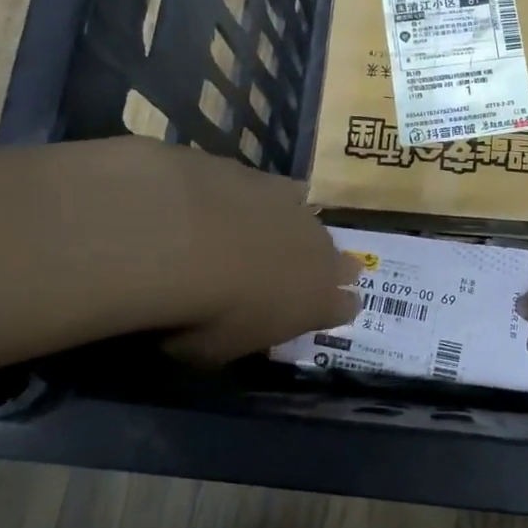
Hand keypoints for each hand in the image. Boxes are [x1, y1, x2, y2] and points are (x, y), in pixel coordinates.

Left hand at [141, 144, 358, 365]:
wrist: (181, 237)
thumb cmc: (202, 312)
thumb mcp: (217, 349)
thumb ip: (239, 335)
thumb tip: (233, 326)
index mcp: (317, 302)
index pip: (346, 307)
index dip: (334, 307)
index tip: (318, 310)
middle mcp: (321, 253)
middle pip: (339, 261)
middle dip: (321, 267)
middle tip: (292, 273)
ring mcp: (298, 210)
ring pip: (310, 221)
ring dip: (291, 230)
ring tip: (259, 235)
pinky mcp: (268, 178)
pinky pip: (276, 190)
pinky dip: (258, 199)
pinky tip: (232, 202)